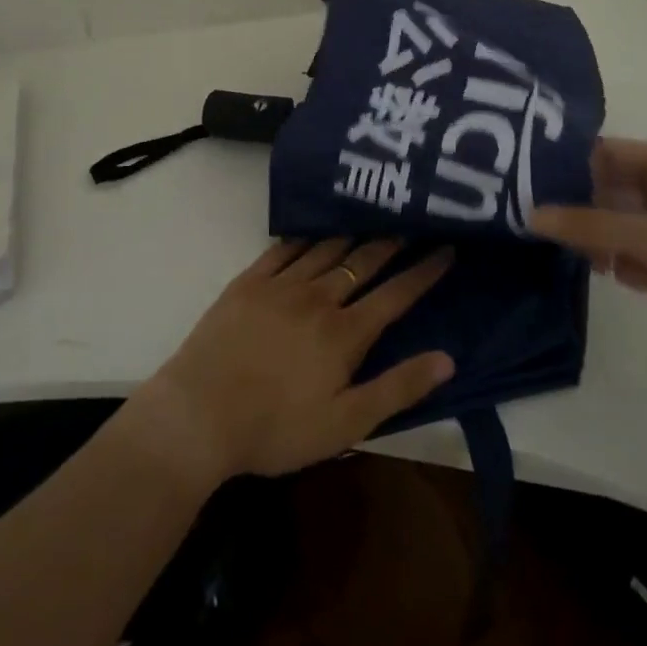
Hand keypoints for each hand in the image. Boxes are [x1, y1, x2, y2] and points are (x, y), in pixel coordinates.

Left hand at [120, 239, 455, 485]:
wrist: (199, 414)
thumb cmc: (276, 428)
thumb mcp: (346, 423)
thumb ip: (397, 388)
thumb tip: (447, 359)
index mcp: (345, 333)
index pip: (396, 295)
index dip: (424, 272)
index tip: (446, 249)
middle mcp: (318, 297)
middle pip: (364, 262)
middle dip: (393, 242)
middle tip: (413, 221)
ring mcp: (281, 285)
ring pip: (327, 249)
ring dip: (354, 233)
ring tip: (372, 217)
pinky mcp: (249, 282)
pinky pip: (284, 249)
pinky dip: (306, 236)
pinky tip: (314, 229)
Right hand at [533, 139, 646, 388]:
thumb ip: (592, 227)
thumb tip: (531, 214)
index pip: (607, 153)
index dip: (566, 165)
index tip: (522, 184)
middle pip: (611, 189)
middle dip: (581, 210)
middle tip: (537, 227)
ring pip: (622, 224)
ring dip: (605, 243)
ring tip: (591, 264)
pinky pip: (640, 252)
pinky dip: (630, 265)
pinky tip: (633, 283)